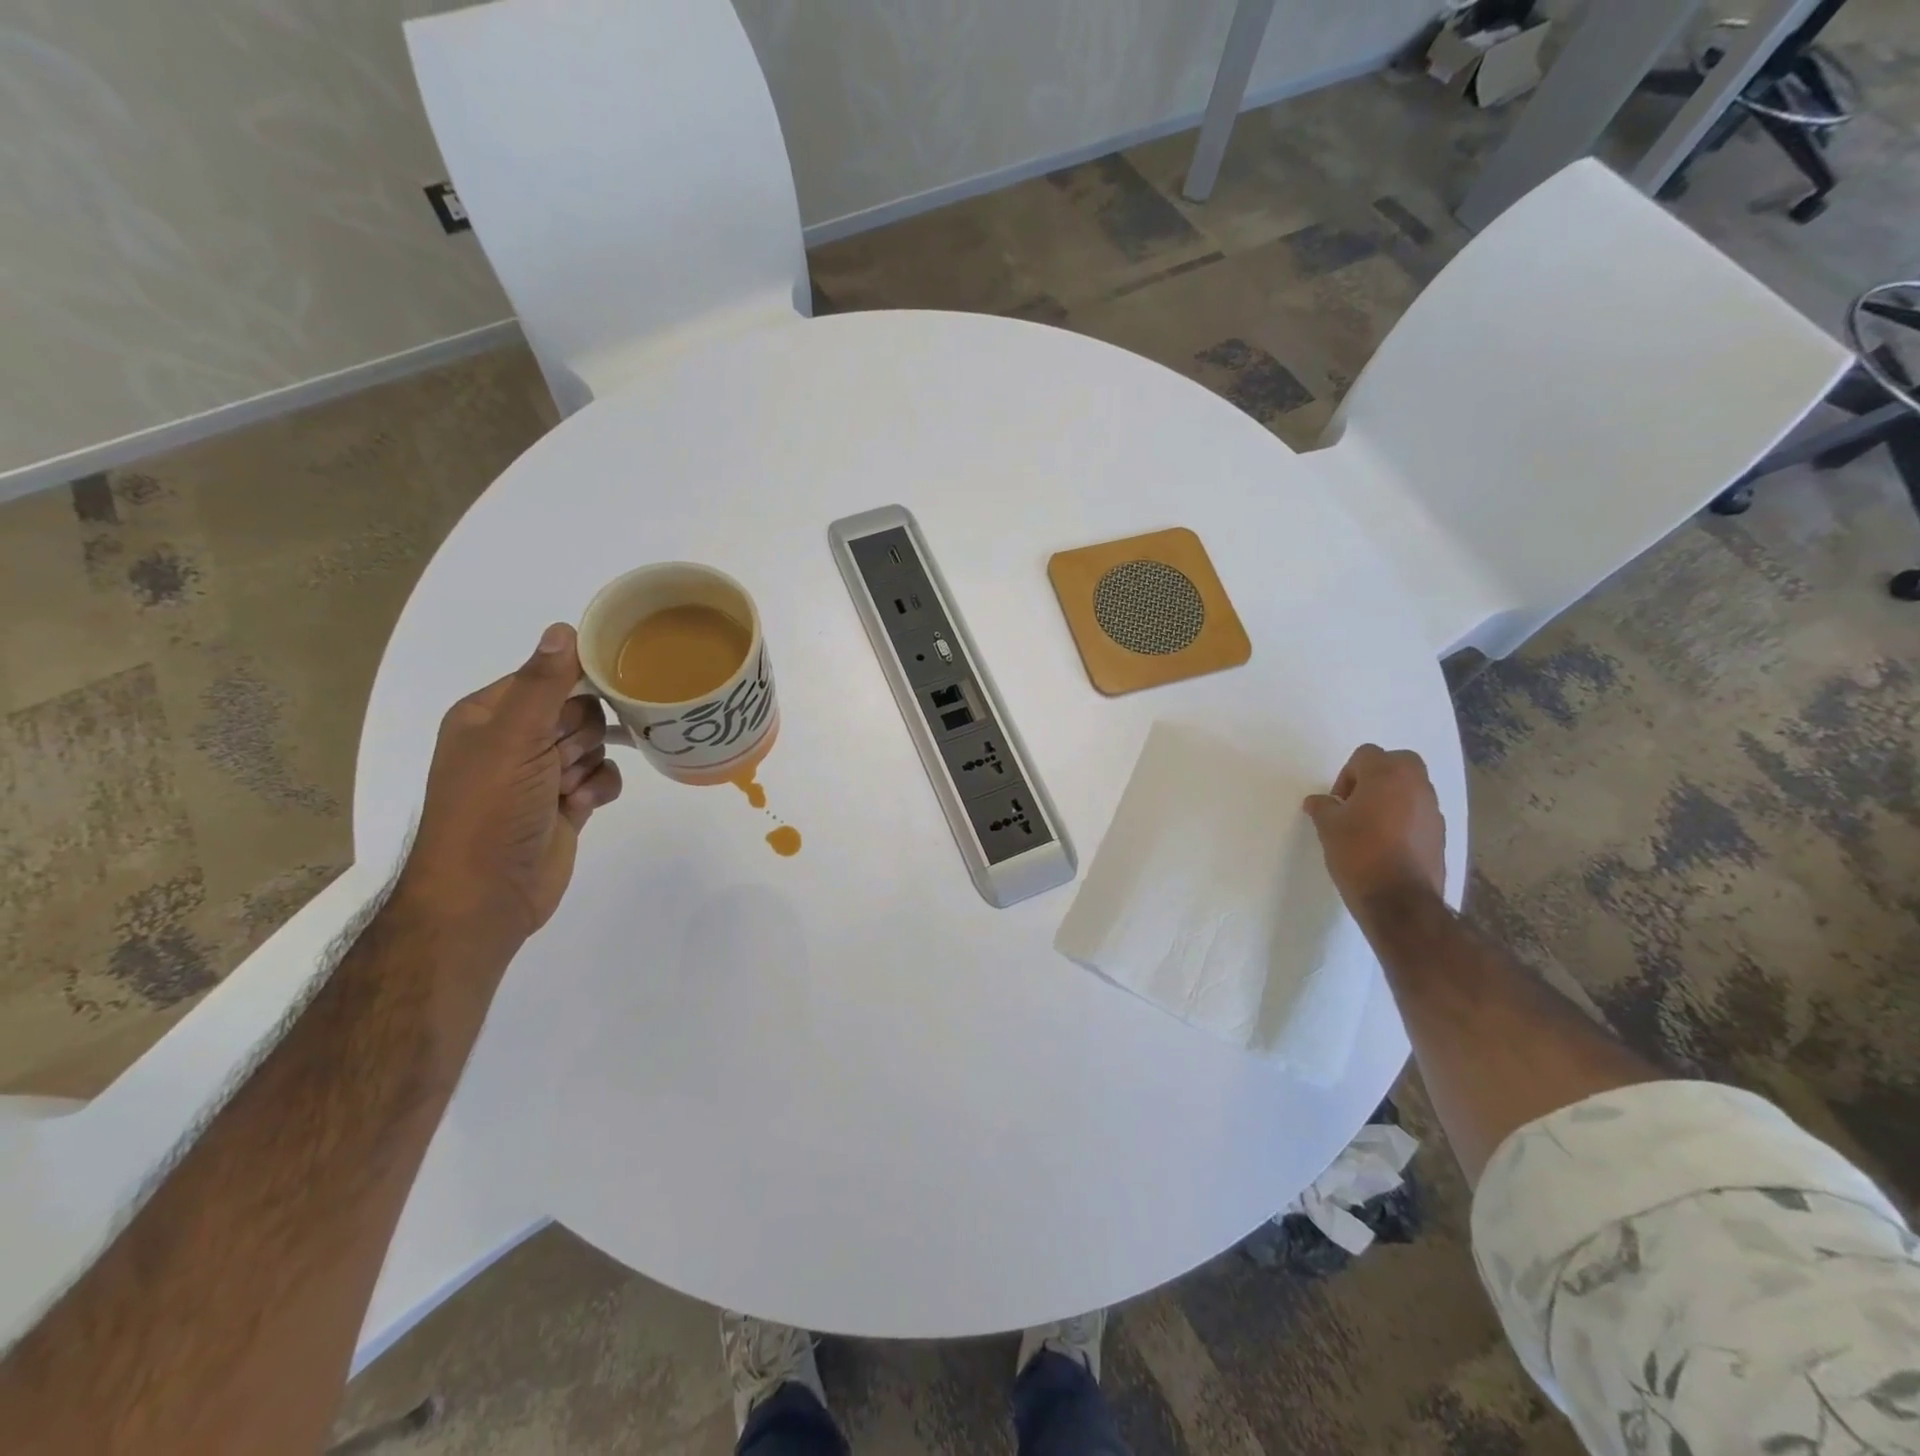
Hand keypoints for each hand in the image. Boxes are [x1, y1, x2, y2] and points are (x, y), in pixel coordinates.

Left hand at [398, 624, 623, 944]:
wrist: (485, 896)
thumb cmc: (489, 810)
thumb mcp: (512, 739)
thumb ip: (543, 684)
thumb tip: (565, 627)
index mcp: (489, 715)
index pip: (548, 677)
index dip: (575, 686)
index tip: (600, 694)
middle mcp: (514, 740)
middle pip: (579, 711)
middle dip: (579, 736)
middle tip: (558, 759)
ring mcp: (541, 774)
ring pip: (595, 744)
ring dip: (588, 766)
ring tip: (565, 791)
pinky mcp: (566, 804)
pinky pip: (603, 777)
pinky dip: (598, 790)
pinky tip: (581, 808)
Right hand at [1303, 744, 1446, 919]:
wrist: (1400, 901)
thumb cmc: (1359, 854)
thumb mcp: (1328, 828)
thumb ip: (1323, 807)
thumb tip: (1317, 801)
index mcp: (1388, 775)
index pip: (1366, 754)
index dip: (1347, 774)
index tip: (1338, 802)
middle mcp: (1417, 785)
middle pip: (1398, 762)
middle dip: (1377, 776)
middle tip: (1357, 802)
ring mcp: (1433, 810)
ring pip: (1412, 788)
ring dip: (1392, 797)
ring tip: (1370, 826)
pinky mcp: (1441, 834)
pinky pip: (1420, 813)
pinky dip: (1404, 818)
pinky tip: (1387, 844)